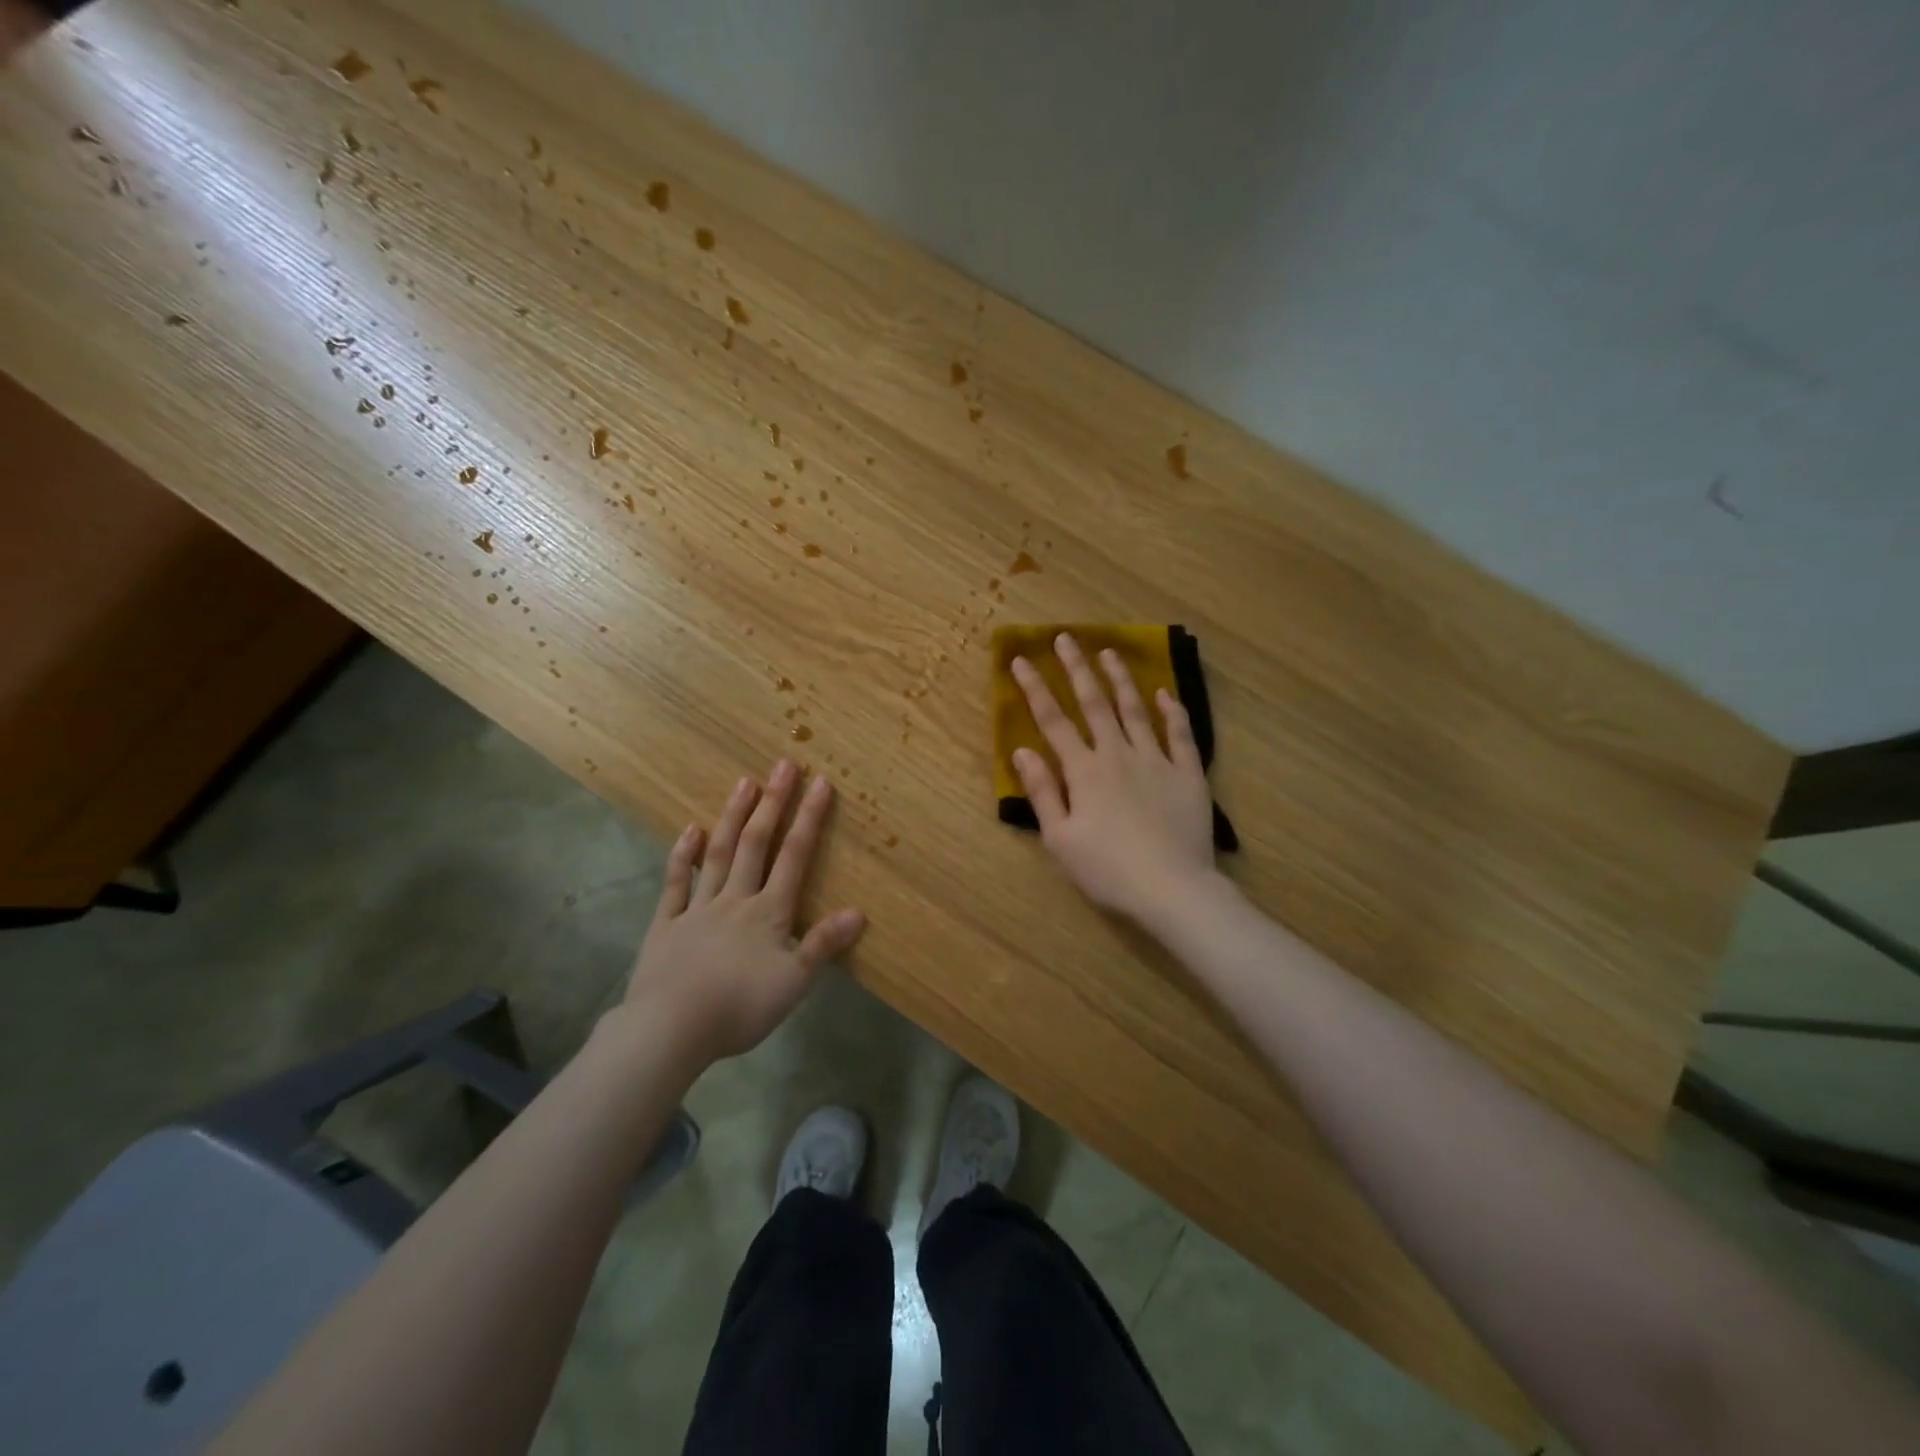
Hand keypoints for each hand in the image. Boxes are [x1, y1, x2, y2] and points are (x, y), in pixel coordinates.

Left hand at [622, 760, 864, 1065]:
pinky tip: (689, 831)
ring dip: (733, 817)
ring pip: (718, 854)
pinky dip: (682, 856)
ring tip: (744, 782)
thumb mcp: (793, 983)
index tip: (820, 782)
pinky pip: (676, 883)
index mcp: (768, 912)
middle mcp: (735, 899)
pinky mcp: (666, 924)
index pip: (794, 856)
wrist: (670, 1029)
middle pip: (756, 844)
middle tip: (783, 766)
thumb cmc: (739, 1007)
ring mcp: (697, 908)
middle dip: (773, 803)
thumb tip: (859, 911)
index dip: (809, 818)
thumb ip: (823, 944)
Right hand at [1010, 633, 1217, 920]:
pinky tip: (1164, 693)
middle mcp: (1118, 754)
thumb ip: (1042, 792)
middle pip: (1095, 704)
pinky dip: (1172, 711)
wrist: (1172, 890)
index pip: (1053, 721)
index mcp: (1084, 771)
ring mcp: (1157, 760)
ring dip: (1121, 680)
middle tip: (1065, 638)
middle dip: (1077, 669)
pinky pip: (1180, 734)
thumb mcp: (1060, 839)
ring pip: (1136, 710)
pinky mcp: (1188, 774)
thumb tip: (1022, 750)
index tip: (1020, 660)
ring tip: (1110, 653)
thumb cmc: (1108, 870)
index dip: (1034, 689)